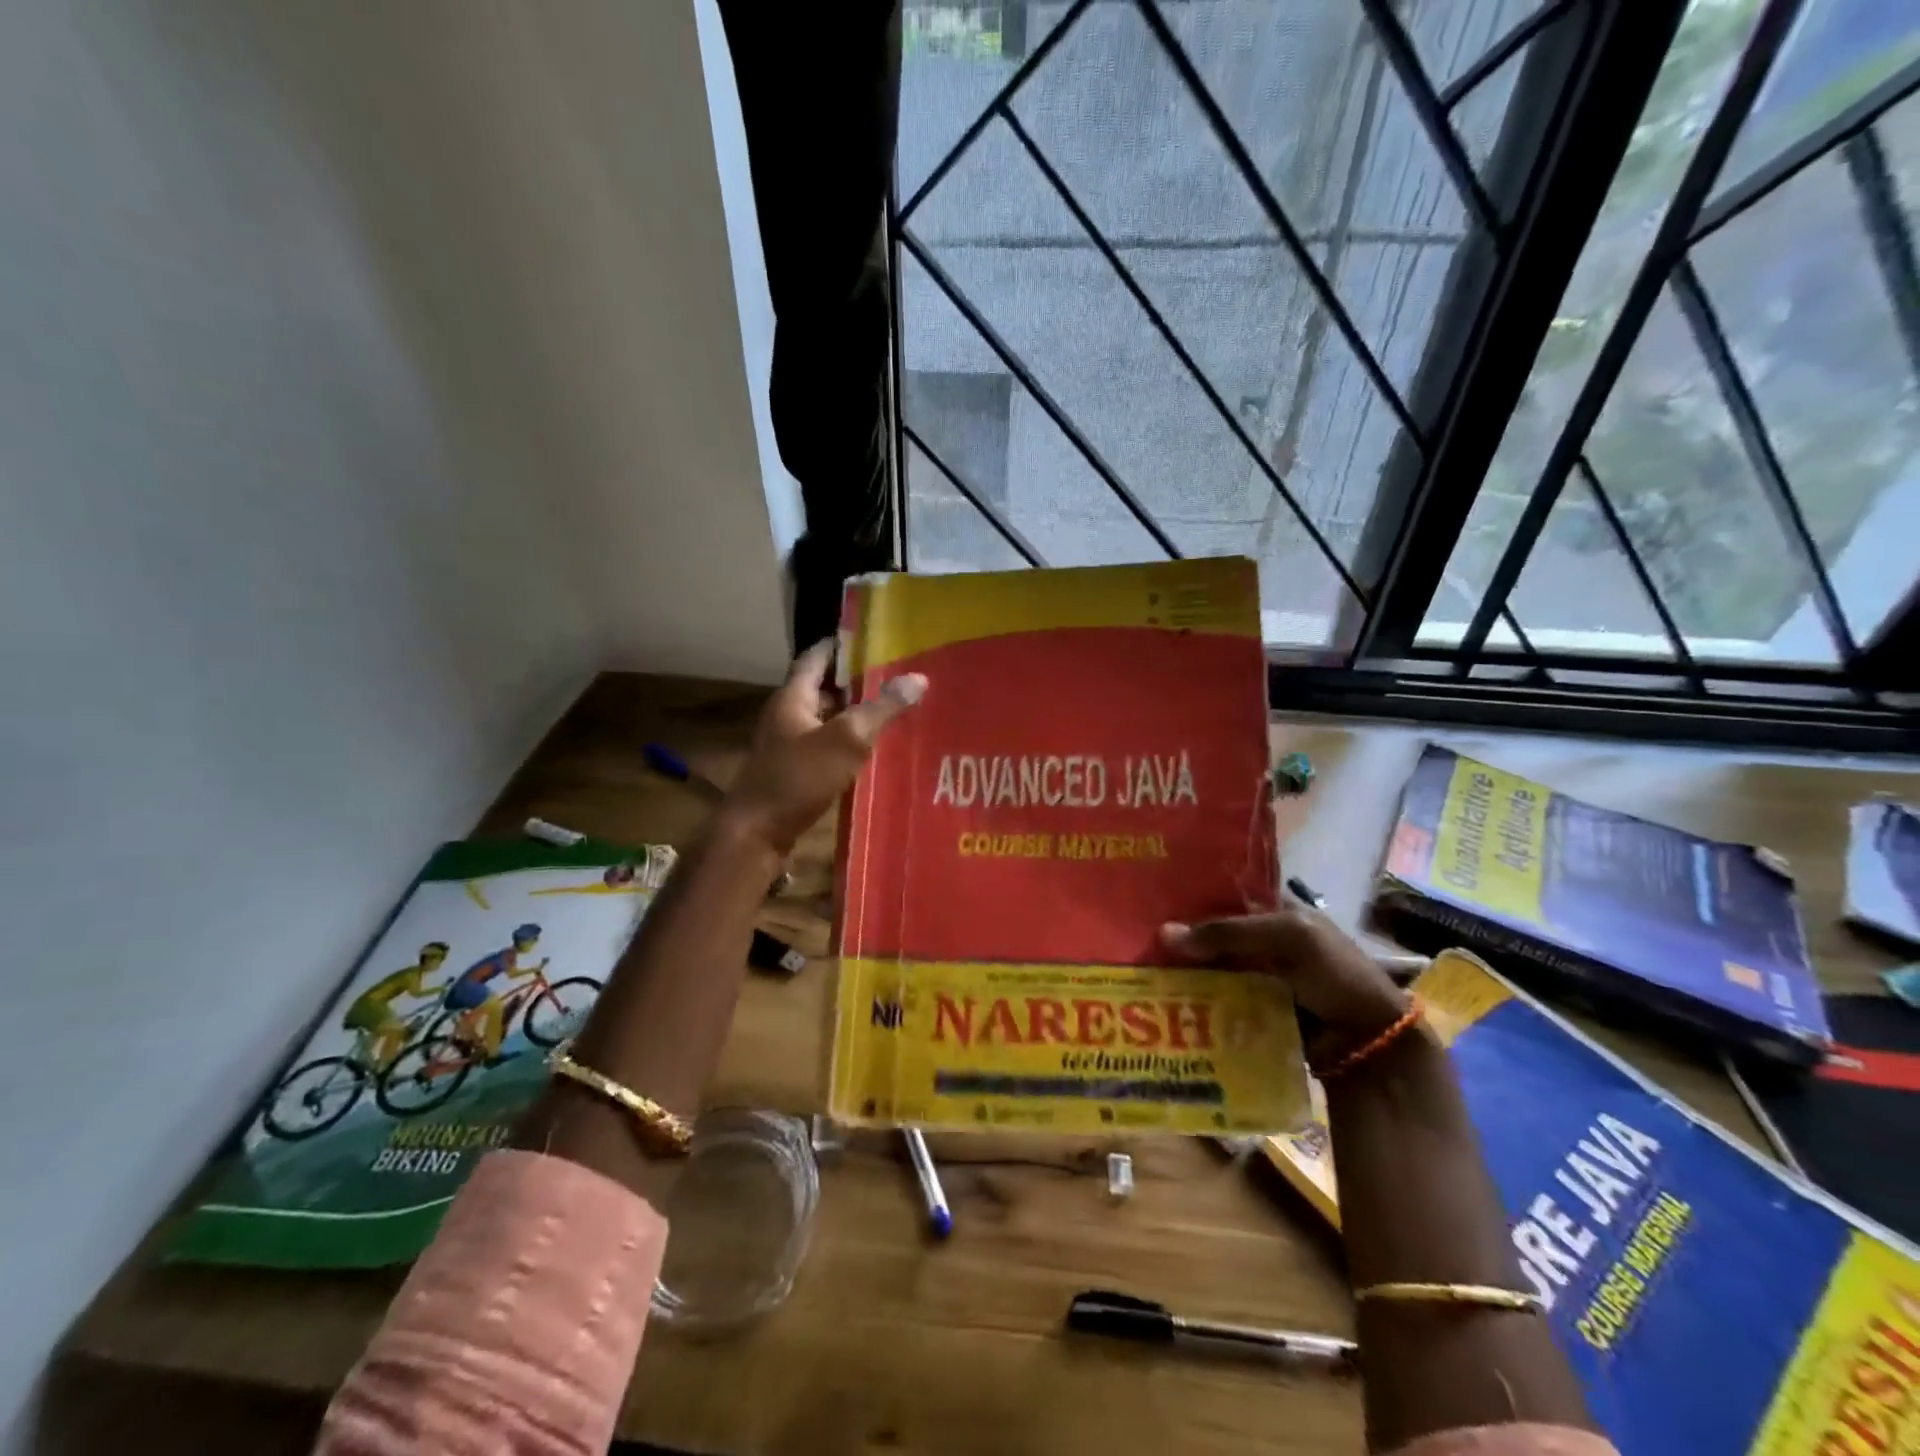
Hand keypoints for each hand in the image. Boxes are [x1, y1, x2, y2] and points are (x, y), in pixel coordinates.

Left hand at [721, 639, 925, 854]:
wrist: (756, 834)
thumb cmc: (798, 778)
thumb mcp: (846, 739)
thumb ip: (881, 708)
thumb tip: (918, 677)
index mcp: (792, 697)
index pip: (816, 657)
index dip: (841, 645)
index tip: (873, 639)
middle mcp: (787, 716)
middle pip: (823, 689)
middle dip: (856, 683)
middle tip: (895, 677)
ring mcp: (788, 746)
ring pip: (826, 721)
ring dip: (854, 715)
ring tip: (893, 711)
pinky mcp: (793, 773)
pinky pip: (825, 748)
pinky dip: (848, 744)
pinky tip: (874, 752)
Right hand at [1159, 902, 1408, 1048]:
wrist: (1369, 1041)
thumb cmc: (1334, 973)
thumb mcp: (1286, 936)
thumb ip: (1228, 932)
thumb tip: (1163, 933)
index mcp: (1275, 911)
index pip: (1223, 896)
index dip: (1191, 897)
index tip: (1149, 900)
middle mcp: (1262, 941)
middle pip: (1211, 935)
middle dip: (1180, 938)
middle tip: (1134, 940)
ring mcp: (1256, 977)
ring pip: (1209, 968)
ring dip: (1182, 971)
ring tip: (1138, 971)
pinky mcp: (1251, 1011)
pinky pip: (1215, 1000)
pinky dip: (1194, 1000)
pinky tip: (1164, 999)